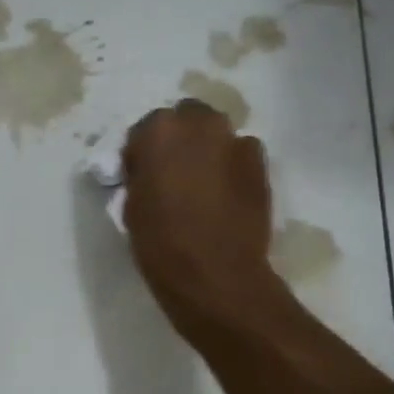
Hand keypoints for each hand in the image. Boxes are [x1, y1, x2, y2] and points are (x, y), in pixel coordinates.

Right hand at [121, 100, 281, 335]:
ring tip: (202, 183)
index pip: (145, 130)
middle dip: (180, 140)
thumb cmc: (161, 243)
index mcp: (158, 131)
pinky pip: (240, 154)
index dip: (143, 152)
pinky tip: (226, 194)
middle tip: (174, 172)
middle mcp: (198, 124)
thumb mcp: (132, 206)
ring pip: (216, 134)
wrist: (216, 274)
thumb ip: (142, 176)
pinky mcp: (261, 163)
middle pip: (186, 119)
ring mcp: (235, 141)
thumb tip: (151, 172)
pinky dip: (232, 166)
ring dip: (207, 149)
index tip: (143, 175)